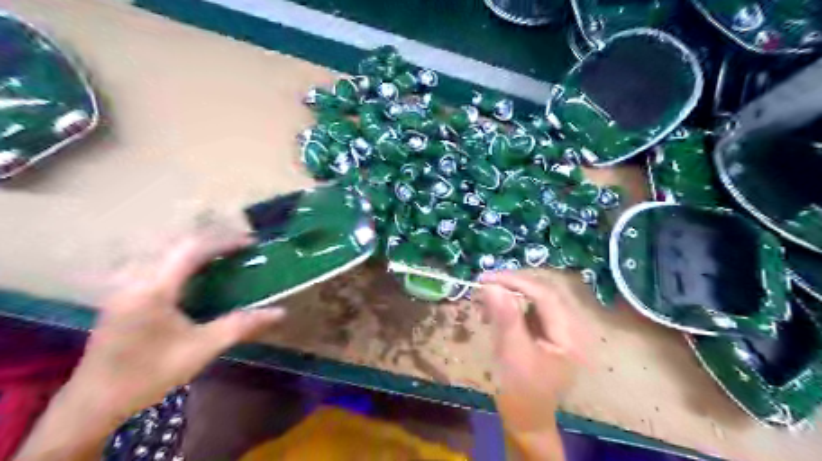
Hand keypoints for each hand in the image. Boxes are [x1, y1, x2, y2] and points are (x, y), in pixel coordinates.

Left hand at [15, 233, 286, 460]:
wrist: (94, 405)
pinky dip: (180, 264)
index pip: (192, 249)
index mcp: (153, 288)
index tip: (251, 244)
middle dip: (211, 243)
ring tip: (221, 258)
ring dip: (194, 252)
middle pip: (176, 246)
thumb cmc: (150, 373)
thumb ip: (241, 325)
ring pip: (163, 255)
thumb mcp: (202, 348)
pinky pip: (155, 267)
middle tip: (239, 250)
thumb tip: (280, 312)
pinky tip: (192, 278)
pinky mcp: (121, 298)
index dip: (224, 242)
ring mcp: (124, 288)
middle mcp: (135, 280)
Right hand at [475, 273, 583, 459]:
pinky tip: (492, 312)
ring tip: (484, 299)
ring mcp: (558, 329)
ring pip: (533, 299)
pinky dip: (509, 306)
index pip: (545, 295)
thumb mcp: (512, 354)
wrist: (525, 420)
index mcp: (570, 335)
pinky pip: (529, 310)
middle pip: (541, 293)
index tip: (487, 278)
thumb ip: (505, 317)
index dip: (516, 281)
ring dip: (509, 295)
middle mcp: (569, 327)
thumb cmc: (521, 392)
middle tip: (483, 284)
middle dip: (511, 286)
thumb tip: (491, 285)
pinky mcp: (546, 332)